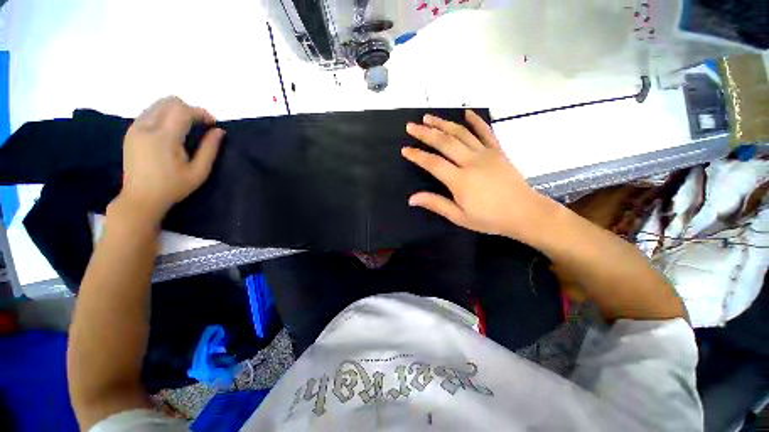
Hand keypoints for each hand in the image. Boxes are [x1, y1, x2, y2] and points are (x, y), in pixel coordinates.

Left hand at [118, 96, 224, 220]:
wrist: (140, 198)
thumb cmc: (173, 188)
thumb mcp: (199, 172)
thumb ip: (210, 149)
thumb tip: (219, 131)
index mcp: (164, 138)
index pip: (183, 111)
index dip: (201, 113)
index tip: (213, 124)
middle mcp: (146, 127)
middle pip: (169, 102)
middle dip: (189, 109)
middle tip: (201, 125)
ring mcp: (135, 128)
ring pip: (158, 104)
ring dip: (176, 111)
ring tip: (187, 127)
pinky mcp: (131, 132)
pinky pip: (149, 112)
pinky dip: (164, 115)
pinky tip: (171, 131)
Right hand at [402, 110, 553, 241]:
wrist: (524, 213)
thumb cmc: (490, 218)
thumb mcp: (459, 217)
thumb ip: (436, 204)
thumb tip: (412, 199)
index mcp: (460, 180)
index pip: (433, 163)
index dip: (417, 155)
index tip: (405, 149)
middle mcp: (471, 162)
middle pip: (445, 142)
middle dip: (426, 133)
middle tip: (411, 126)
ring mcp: (486, 154)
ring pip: (461, 133)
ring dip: (443, 123)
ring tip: (429, 117)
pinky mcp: (498, 151)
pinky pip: (485, 132)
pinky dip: (476, 121)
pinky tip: (467, 112)